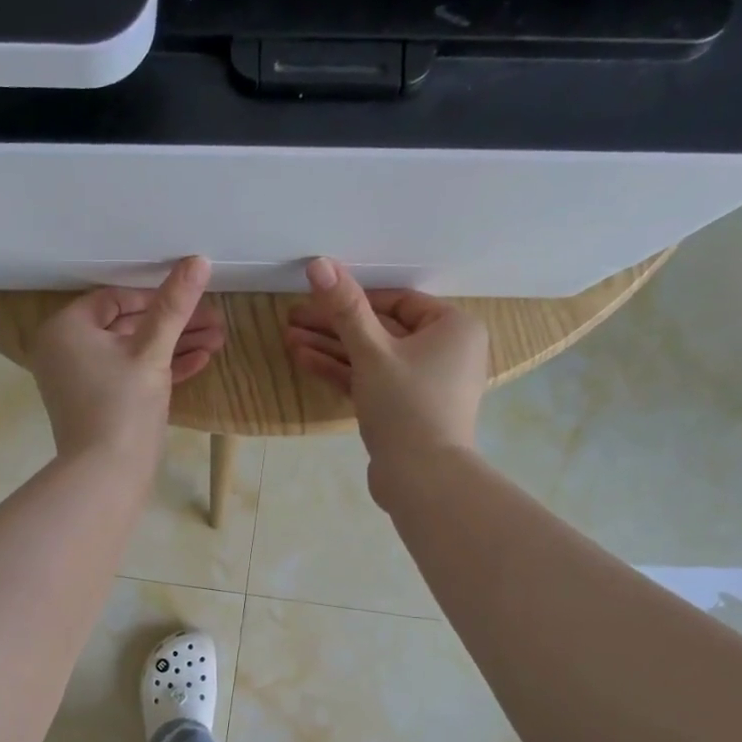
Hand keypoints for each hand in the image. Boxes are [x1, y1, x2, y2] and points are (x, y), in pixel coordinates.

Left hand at [31, 257, 222, 460]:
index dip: (157, 297)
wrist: (105, 476)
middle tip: (215, 322)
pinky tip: (198, 363)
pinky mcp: (97, 404)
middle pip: (127, 326)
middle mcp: (65, 350)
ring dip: (174, 347)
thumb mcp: (152, 351)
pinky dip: (159, 371)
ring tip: (217, 342)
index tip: (193, 301)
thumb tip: (198, 260)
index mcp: (65, 328)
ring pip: (132, 353)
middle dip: (174, 325)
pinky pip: (128, 376)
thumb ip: (173, 305)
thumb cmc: (122, 406)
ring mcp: (80, 380)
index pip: (115, 299)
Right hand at [284, 257, 488, 463]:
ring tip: (288, 339)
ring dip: (331, 348)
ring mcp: (424, 384)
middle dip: (334, 325)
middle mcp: (445, 351)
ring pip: (372, 357)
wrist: (423, 478)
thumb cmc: (406, 405)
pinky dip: (343, 372)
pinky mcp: (405, 409)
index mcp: (452, 328)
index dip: (354, 297)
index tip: (316, 296)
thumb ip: (345, 308)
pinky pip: (373, 381)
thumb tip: (319, 263)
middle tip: (292, 317)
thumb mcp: (372, 352)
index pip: (397, 301)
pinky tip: (304, 361)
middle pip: (381, 329)